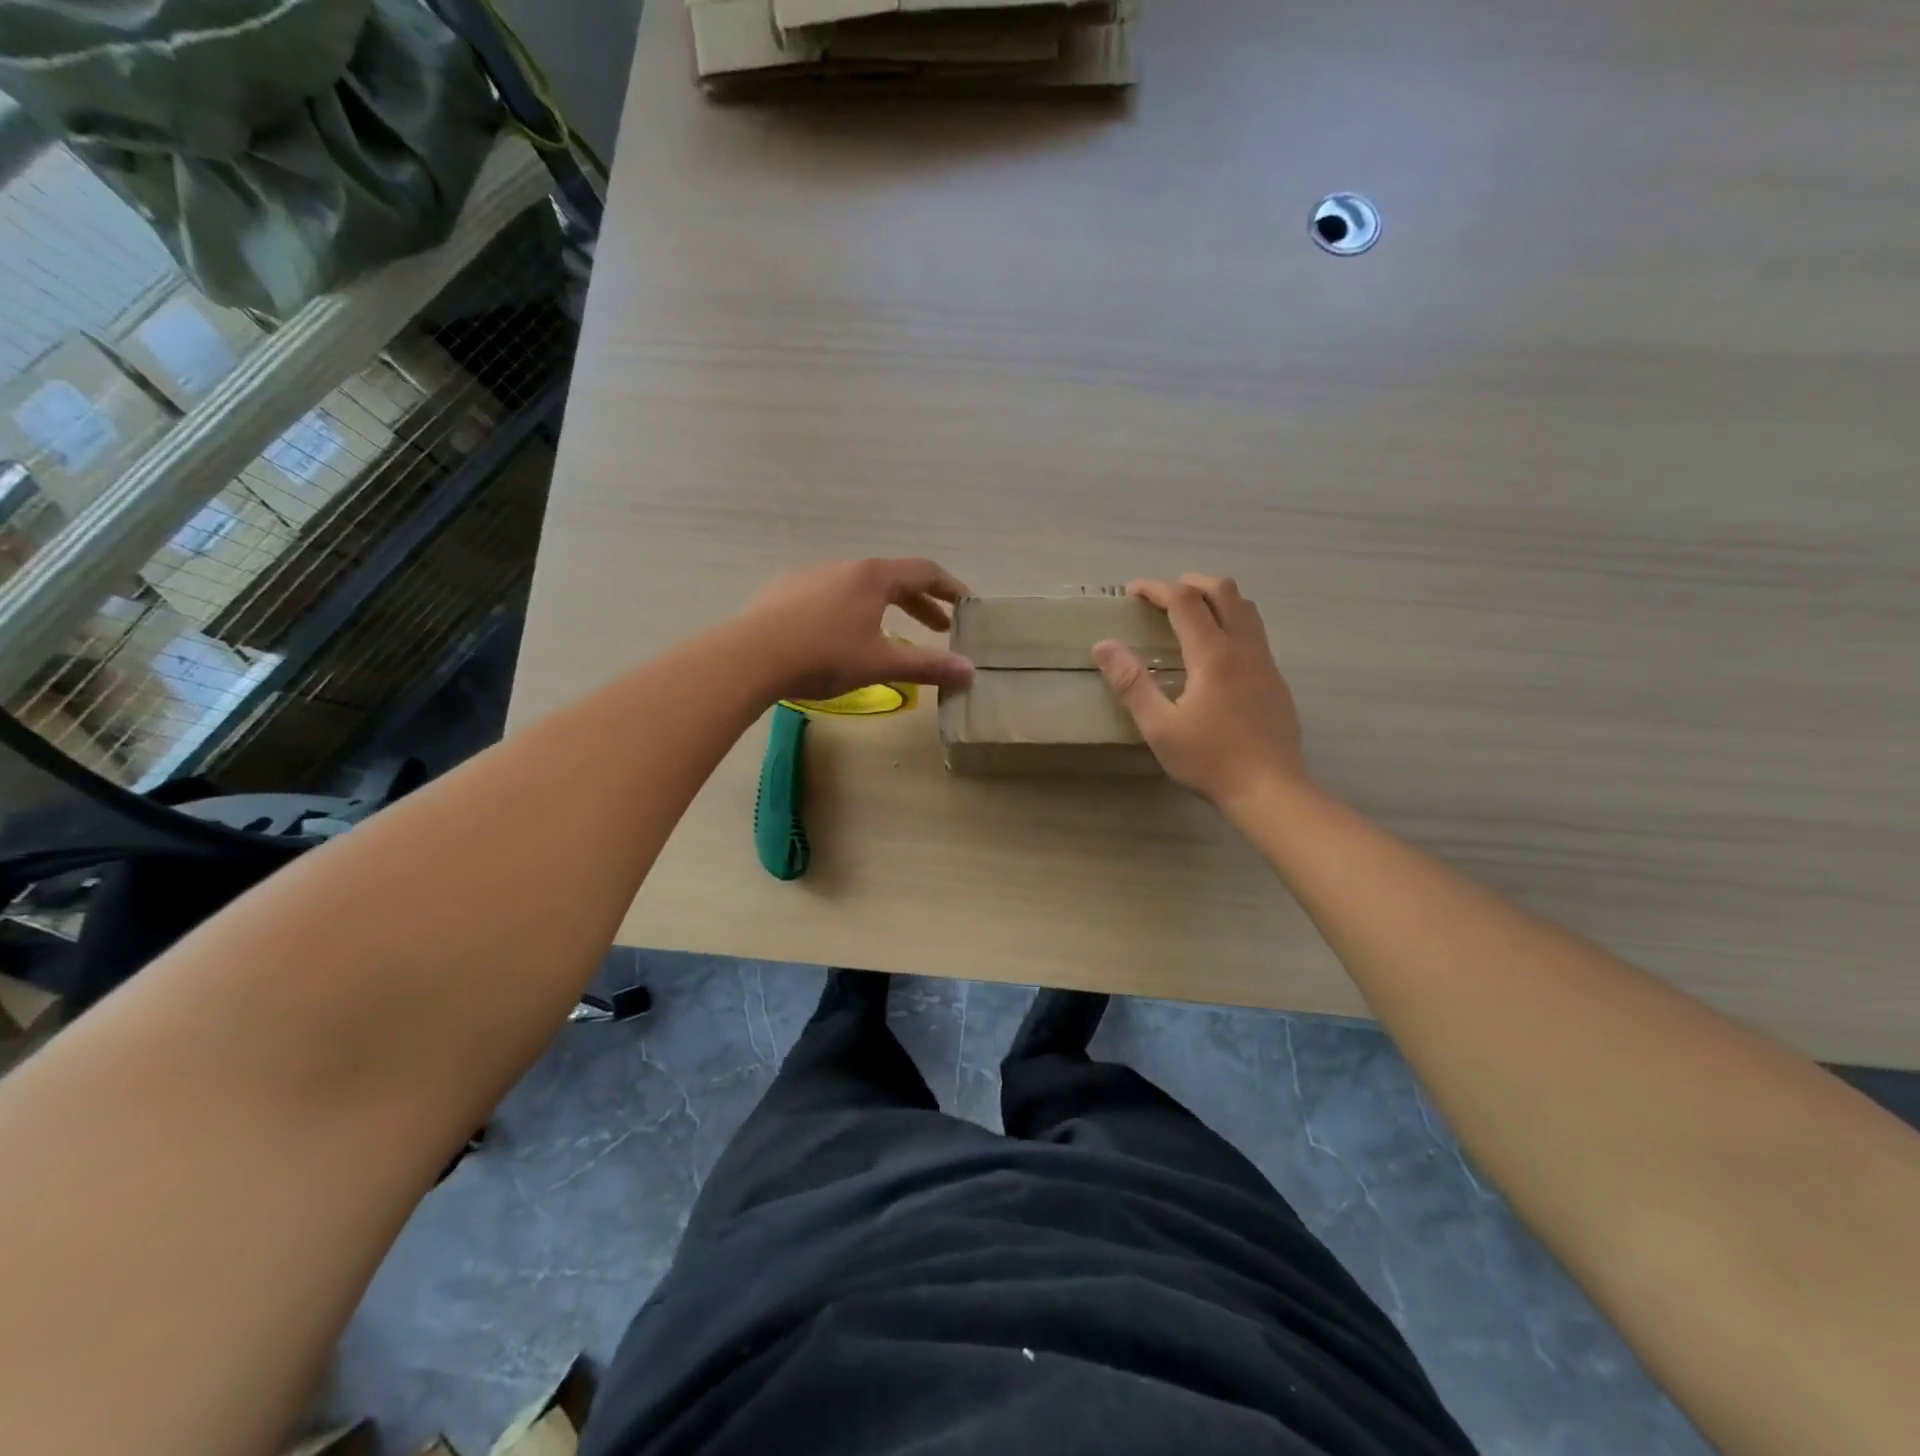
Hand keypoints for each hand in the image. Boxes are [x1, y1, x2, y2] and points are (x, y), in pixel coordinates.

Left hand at [738, 558, 974, 702]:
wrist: (750, 656)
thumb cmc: (824, 656)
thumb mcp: (881, 664)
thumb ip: (927, 666)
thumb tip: (970, 671)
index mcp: (873, 576)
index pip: (924, 572)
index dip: (950, 588)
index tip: (965, 604)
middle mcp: (843, 566)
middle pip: (892, 578)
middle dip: (919, 603)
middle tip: (937, 627)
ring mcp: (809, 574)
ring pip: (857, 586)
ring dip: (882, 606)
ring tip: (887, 632)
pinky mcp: (782, 589)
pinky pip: (826, 593)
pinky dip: (846, 609)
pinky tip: (835, 634)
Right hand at [1093, 575, 1305, 810]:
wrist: (1271, 790)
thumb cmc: (1210, 760)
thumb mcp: (1159, 727)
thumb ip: (1131, 683)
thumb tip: (1104, 645)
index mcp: (1213, 656)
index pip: (1184, 601)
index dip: (1156, 588)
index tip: (1132, 591)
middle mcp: (1244, 648)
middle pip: (1224, 590)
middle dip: (1189, 582)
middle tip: (1161, 597)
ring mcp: (1265, 662)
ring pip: (1246, 608)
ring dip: (1215, 598)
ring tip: (1189, 615)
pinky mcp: (1276, 679)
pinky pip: (1254, 631)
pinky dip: (1231, 620)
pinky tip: (1214, 652)